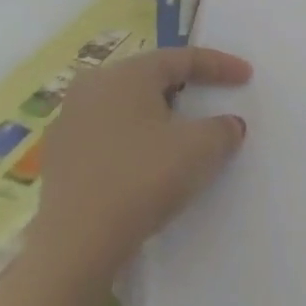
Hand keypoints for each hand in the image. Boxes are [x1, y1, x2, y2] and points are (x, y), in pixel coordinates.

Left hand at [26, 47, 249, 295]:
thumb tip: (228, 125)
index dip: (220, 65)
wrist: (76, 246)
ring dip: (158, 115)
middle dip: (185, 87)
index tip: (247, 76)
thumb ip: (223, 128)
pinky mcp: (58, 159)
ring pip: (127, 107)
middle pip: (151, 78)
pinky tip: (149, 161)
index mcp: (126, 73)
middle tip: (212, 96)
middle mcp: (92, 87)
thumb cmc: (143, 178)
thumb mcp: (202, 148)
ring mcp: (69, 123)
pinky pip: (108, 135)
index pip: (182, 58)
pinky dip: (134, 140)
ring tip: (182, 131)